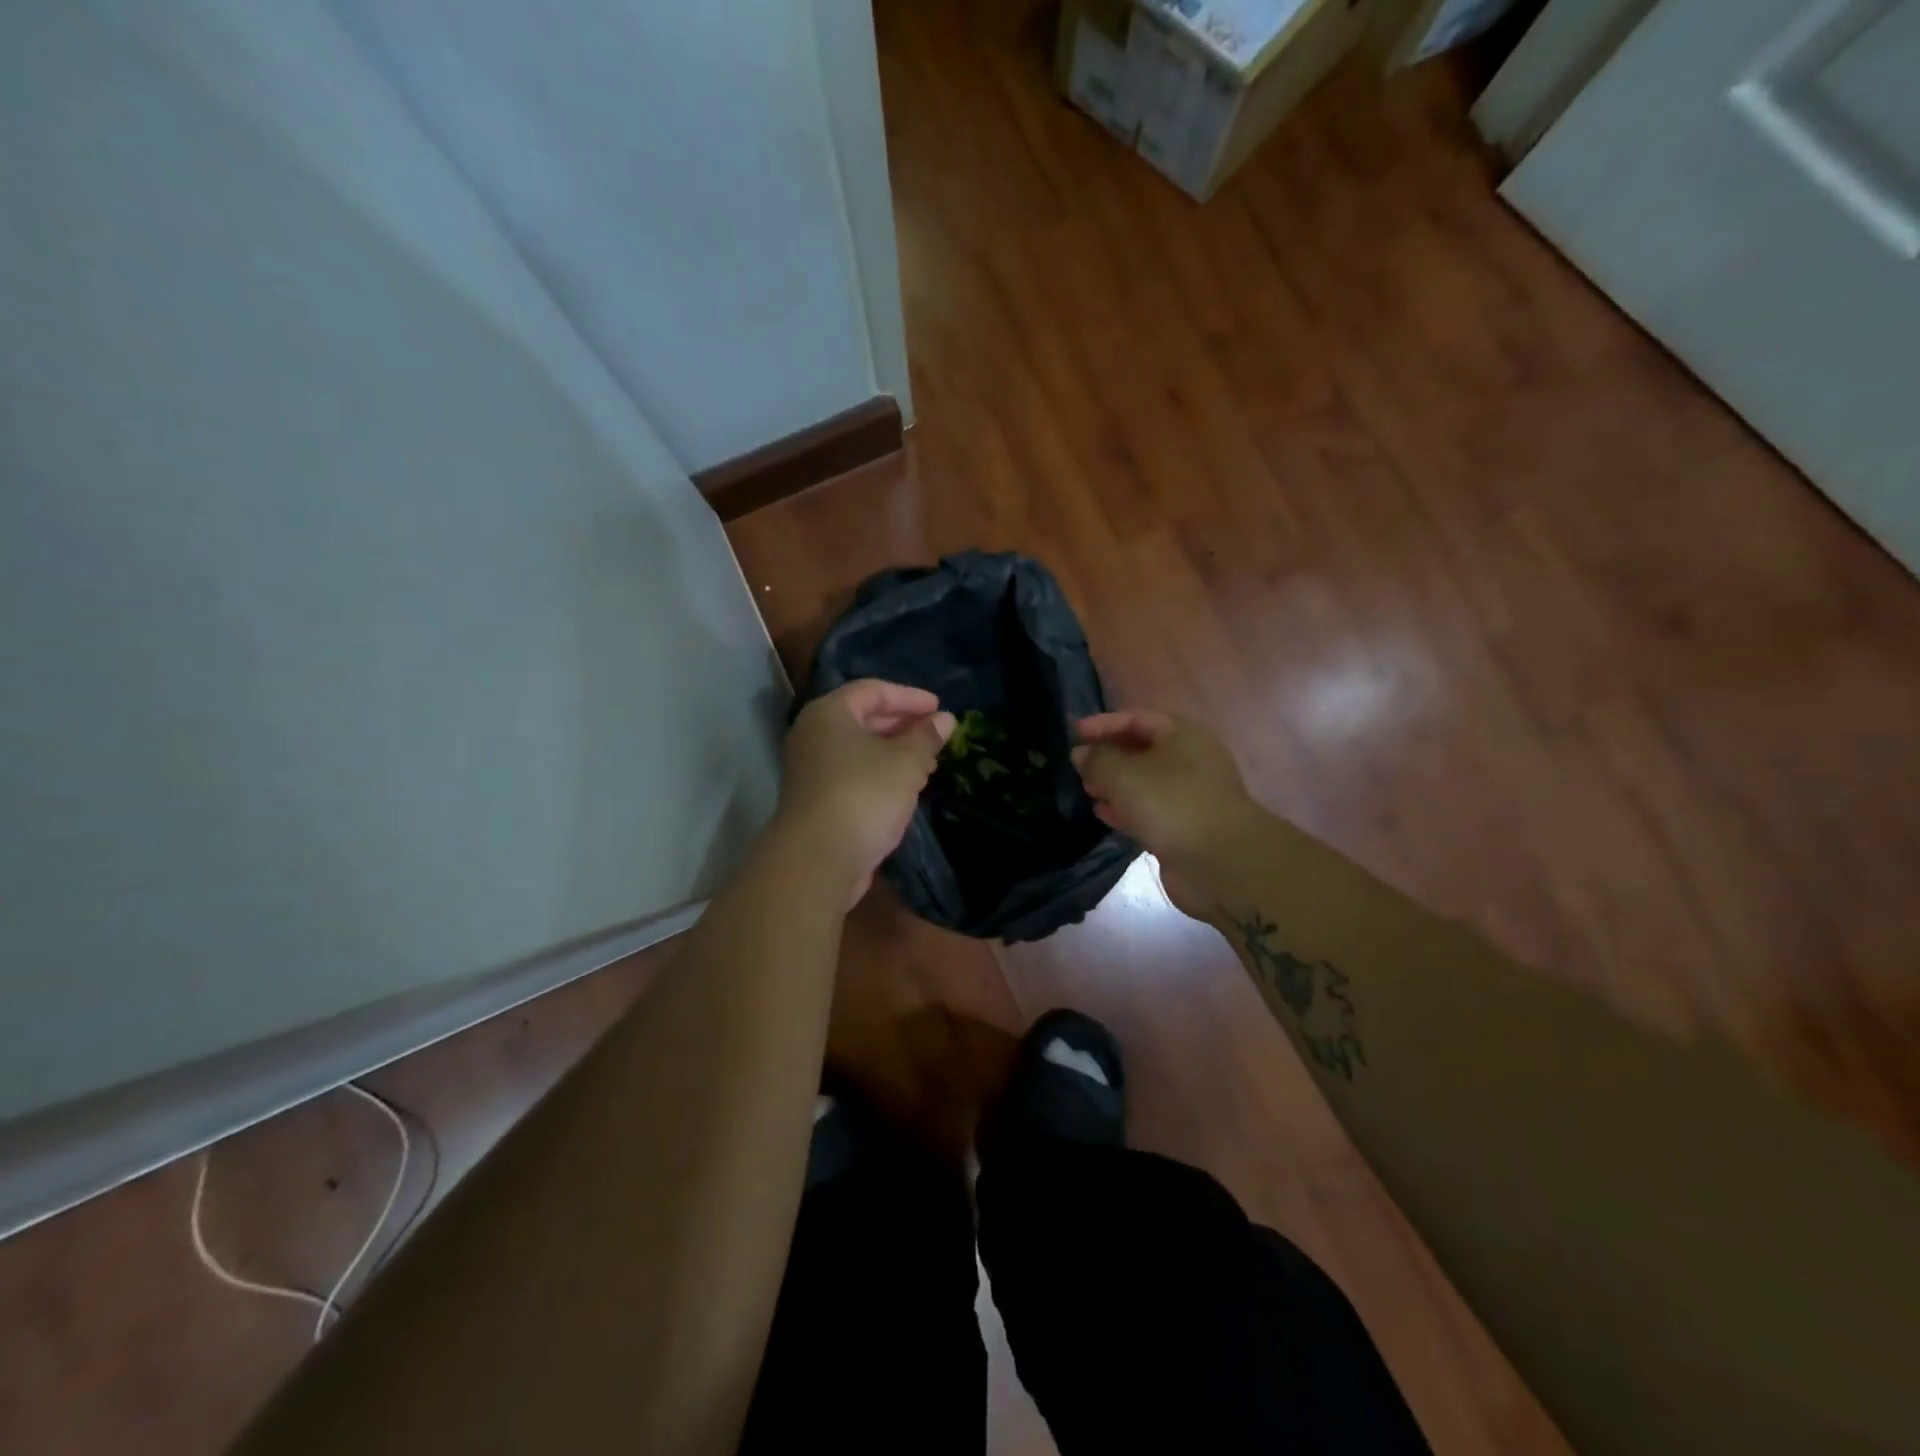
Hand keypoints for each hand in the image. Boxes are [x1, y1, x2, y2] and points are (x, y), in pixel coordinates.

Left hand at [778, 680, 954, 906]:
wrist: (818, 858)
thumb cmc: (864, 794)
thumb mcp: (906, 762)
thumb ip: (927, 737)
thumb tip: (945, 719)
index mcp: (829, 713)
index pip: (872, 690)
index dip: (909, 696)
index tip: (939, 707)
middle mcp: (814, 735)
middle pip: (863, 718)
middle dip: (902, 724)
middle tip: (935, 734)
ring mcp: (811, 769)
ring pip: (858, 749)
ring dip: (894, 751)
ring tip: (927, 762)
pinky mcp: (817, 799)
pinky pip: (853, 773)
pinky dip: (880, 773)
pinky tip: (905, 788)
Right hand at [1070, 710, 1256, 917]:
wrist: (1220, 861)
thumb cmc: (1170, 803)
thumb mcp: (1123, 774)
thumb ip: (1096, 759)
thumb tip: (1081, 754)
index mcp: (1182, 734)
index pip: (1136, 719)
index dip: (1103, 724)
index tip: (1074, 733)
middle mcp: (1190, 759)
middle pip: (1141, 750)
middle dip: (1108, 756)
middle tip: (1078, 765)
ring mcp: (1190, 795)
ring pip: (1144, 782)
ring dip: (1114, 785)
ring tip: (1086, 790)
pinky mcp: (1185, 826)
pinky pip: (1149, 810)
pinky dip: (1126, 809)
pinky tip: (1103, 814)